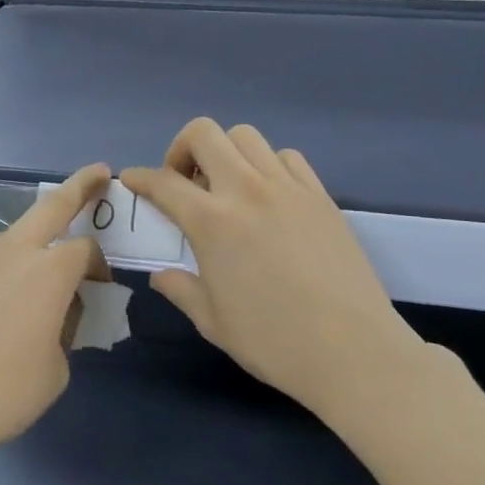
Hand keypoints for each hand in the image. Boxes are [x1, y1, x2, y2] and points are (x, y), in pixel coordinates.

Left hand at [0, 163, 109, 467]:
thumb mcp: (53, 373)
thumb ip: (62, 335)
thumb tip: (52, 320)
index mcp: (48, 272)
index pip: (86, 250)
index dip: (100, 265)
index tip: (100, 287)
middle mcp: (10, 252)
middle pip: (51, 206)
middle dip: (79, 187)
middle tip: (98, 173)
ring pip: (9, 241)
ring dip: (27, 251)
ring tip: (24, 294)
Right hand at [122, 120, 420, 419]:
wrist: (353, 351)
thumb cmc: (273, 341)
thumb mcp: (213, 321)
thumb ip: (181, 289)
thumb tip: (161, 275)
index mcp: (211, 222)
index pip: (162, 182)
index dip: (139, 178)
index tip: (131, 180)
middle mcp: (246, 190)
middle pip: (204, 133)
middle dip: (181, 148)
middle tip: (183, 182)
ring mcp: (288, 188)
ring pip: (246, 137)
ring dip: (225, 152)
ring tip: (226, 186)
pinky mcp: (320, 196)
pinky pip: (287, 157)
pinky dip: (268, 164)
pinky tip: (268, 195)